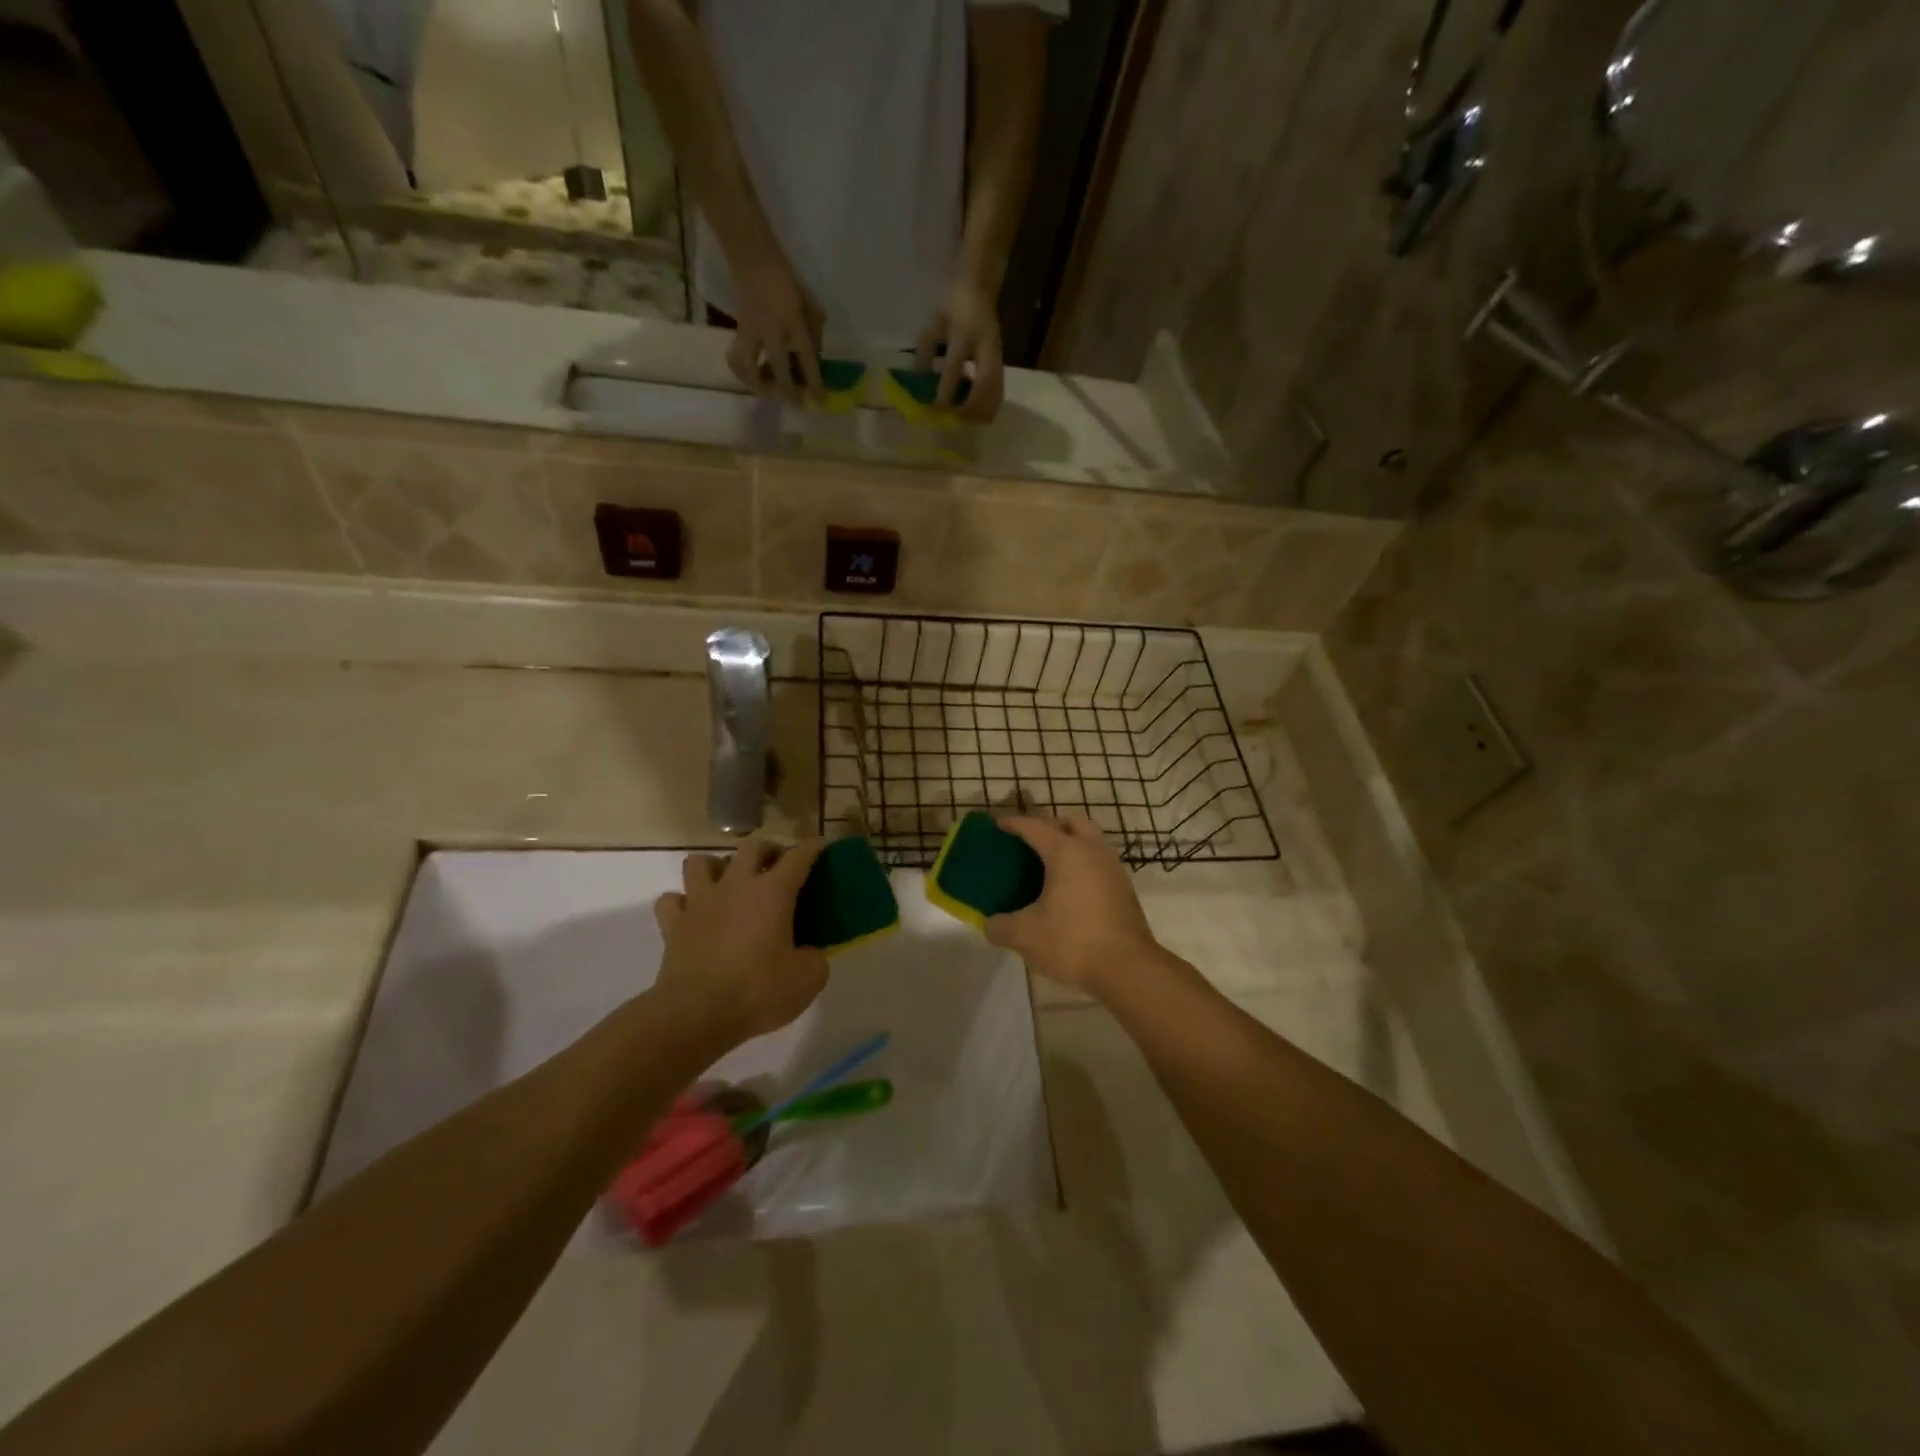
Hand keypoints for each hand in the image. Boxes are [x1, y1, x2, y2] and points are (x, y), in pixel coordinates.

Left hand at [651, 837, 829, 1045]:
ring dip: (716, 867)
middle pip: (751, 846)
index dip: (813, 848)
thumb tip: (808, 953)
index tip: (822, 845)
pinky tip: (693, 914)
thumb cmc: (757, 992)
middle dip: (767, 850)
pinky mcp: (673, 925)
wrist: (696, 1015)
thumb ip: (814, 958)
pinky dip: (682, 902)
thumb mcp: (807, 980)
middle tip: (776, 866)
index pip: (798, 857)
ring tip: (728, 884)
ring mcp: (700, 902)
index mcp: (773, 893)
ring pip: (700, 862)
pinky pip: (672, 899)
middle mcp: (736, 886)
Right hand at [727, 255, 825, 405]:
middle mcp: (772, 331)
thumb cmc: (787, 282)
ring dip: (760, 386)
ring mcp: (752, 332)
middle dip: (788, 392)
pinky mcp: (738, 332)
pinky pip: (738, 359)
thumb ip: (815, 334)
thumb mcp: (811, 305)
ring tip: (770, 394)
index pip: (807, 359)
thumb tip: (815, 362)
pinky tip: (751, 379)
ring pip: (751, 369)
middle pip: (779, 370)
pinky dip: (743, 373)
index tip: (820, 400)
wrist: (753, 260)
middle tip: (796, 403)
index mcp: (794, 322)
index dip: (814, 383)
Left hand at [915, 274, 1004, 422]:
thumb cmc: (951, 305)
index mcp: (965, 332)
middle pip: (984, 385)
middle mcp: (986, 346)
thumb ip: (925, 353)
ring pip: (996, 392)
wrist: (978, 288)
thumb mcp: (932, 324)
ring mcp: (998, 356)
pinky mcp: (1002, 364)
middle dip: (969, 408)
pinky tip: (975, 415)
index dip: (945, 390)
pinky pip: (998, 392)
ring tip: (964, 422)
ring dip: (981, 411)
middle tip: (953, 420)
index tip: (934, 409)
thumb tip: (919, 387)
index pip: (955, 366)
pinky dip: (988, 408)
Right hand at [983, 815, 1161, 993]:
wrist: (1128, 968)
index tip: (997, 825)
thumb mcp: (1024, 936)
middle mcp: (1093, 851)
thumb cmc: (1073, 941)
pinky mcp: (1125, 889)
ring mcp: (1113, 869)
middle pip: (1071, 823)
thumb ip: (1000, 926)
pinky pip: (1100, 863)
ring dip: (1071, 844)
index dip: (1013, 823)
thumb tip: (991, 924)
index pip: (1035, 826)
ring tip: (1050, 866)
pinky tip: (1071, 890)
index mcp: (1066, 852)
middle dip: (1049, 826)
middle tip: (1031, 842)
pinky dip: (1083, 865)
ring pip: (1091, 841)